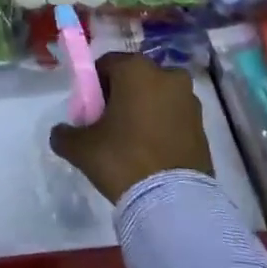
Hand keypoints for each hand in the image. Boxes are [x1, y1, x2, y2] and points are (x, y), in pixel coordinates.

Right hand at [49, 53, 212, 203]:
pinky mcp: (203, 126)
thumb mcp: (80, 148)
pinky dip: (162, 127)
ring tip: (131, 142)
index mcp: (136, 69)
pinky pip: (174, 117)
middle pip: (134, 79)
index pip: (106, 65)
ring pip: (157, 97)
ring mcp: (190, 101)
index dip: (93, 87)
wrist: (173, 202)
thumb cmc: (123, 159)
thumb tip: (62, 132)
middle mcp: (167, 75)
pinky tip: (151, 152)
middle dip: (121, 96)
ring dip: (144, 110)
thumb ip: (64, 134)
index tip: (89, 112)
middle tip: (108, 126)